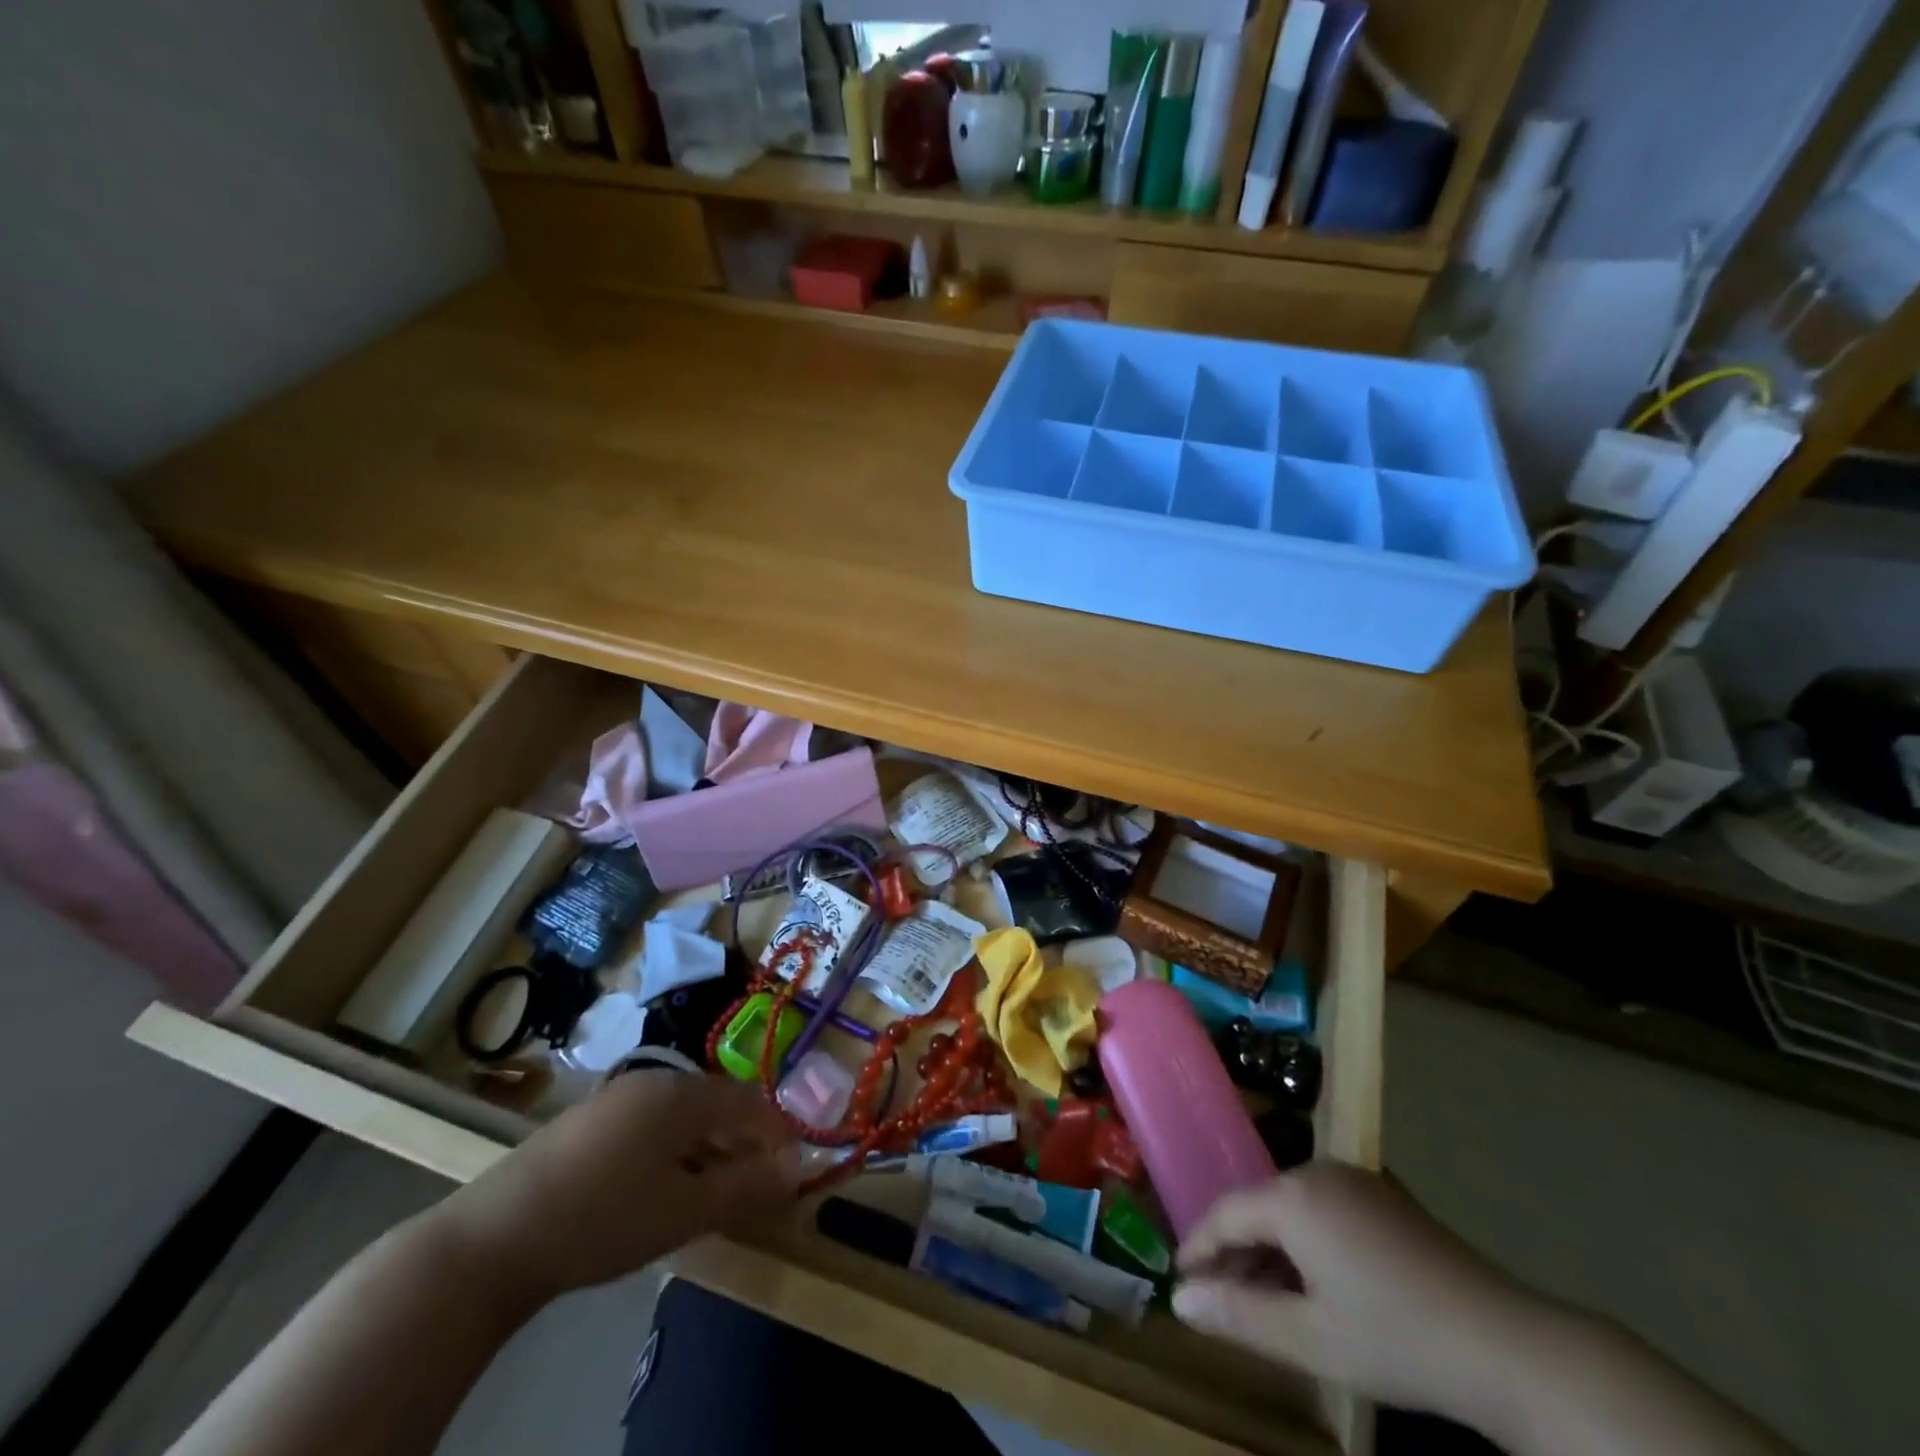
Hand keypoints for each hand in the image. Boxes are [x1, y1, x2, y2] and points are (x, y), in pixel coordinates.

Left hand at [435, 1071, 801, 1307]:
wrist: (493, 1239)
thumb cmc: (603, 1218)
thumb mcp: (684, 1210)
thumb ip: (745, 1186)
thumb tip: (796, 1167)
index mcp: (681, 1093)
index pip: (749, 1100)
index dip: (776, 1131)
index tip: (793, 1167)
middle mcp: (653, 1081)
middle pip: (716, 1103)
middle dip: (742, 1141)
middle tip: (755, 1184)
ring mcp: (616, 1098)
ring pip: (682, 1115)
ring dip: (708, 1148)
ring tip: (713, 1190)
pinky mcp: (588, 1122)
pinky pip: (651, 1125)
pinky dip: (673, 1150)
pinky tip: (663, 1186)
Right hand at [1171, 1163, 1548, 1423]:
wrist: (1508, 1344)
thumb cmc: (1397, 1340)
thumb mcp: (1311, 1339)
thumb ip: (1239, 1315)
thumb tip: (1179, 1301)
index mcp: (1293, 1196)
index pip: (1225, 1212)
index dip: (1199, 1246)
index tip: (1179, 1278)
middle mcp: (1317, 1172)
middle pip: (1258, 1206)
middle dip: (1236, 1251)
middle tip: (1220, 1297)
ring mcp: (1355, 1180)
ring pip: (1291, 1208)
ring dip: (1271, 1248)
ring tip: (1264, 1298)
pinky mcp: (1384, 1196)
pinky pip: (1323, 1209)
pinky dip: (1305, 1242)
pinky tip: (1314, 1284)